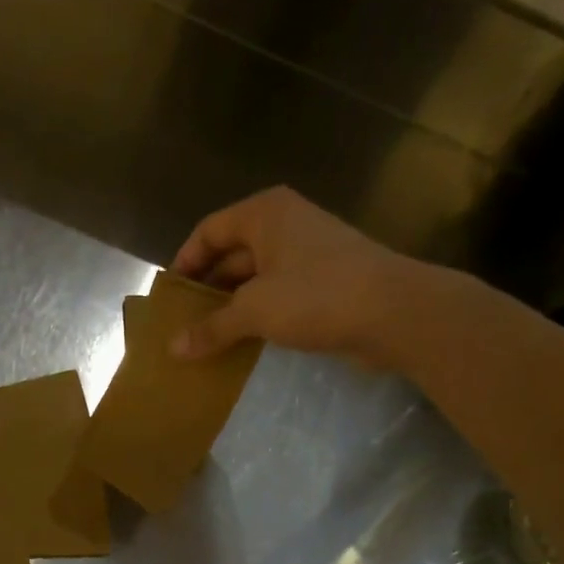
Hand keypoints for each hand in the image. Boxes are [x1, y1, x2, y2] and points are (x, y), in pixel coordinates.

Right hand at [168, 186, 474, 368]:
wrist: (394, 312)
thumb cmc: (317, 295)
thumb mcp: (254, 311)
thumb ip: (212, 328)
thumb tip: (173, 349)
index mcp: (265, 214)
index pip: (209, 231)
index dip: (185, 262)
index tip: (169, 297)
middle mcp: (285, 225)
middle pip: (231, 253)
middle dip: (207, 289)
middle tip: (182, 324)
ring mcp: (307, 253)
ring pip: (254, 277)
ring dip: (231, 306)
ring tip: (206, 338)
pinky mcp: (324, 282)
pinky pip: (277, 294)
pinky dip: (256, 315)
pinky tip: (242, 342)